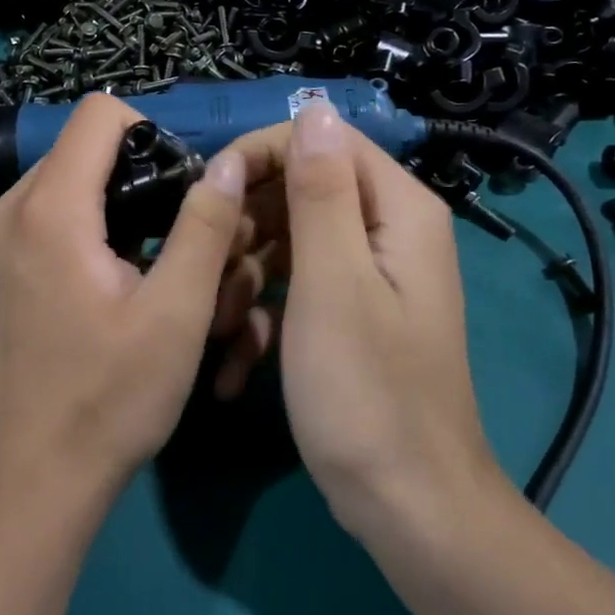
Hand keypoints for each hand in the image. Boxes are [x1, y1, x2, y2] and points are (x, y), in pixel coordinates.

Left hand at [0, 93, 248, 502]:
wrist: (39, 473)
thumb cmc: (113, 396)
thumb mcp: (178, 311)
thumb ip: (205, 225)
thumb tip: (225, 160)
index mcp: (50, 208)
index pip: (99, 113)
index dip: (151, 134)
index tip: (180, 190)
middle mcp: (10, 208)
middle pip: (82, 144)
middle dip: (135, 168)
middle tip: (174, 231)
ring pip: (66, 175)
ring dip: (113, 197)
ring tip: (148, 256)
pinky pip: (48, 209)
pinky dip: (87, 220)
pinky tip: (112, 273)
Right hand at [217, 102, 506, 539]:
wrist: (407, 508)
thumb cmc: (366, 391)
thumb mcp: (332, 282)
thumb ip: (320, 191)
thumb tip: (315, 106)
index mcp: (396, 210)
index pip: (323, 141)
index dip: (262, 156)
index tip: (210, 193)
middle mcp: (387, 231)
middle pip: (300, 192)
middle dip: (246, 228)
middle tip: (206, 271)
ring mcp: (367, 276)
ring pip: (288, 243)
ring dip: (245, 280)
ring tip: (216, 331)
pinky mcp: (347, 315)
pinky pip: (296, 289)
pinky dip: (264, 317)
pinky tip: (234, 365)